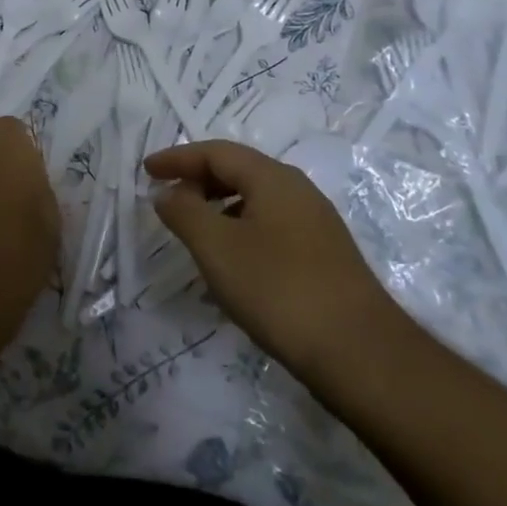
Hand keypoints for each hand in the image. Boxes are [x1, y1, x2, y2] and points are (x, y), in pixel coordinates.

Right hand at [145, 140, 403, 391]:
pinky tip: (231, 261)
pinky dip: (240, 228)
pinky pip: (270, 225)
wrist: (360, 353)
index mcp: (273, 178)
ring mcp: (316, 224)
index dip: (178, 158)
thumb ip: (184, 212)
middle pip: (239, 170)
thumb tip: (168, 192)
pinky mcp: (324, 256)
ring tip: (193, 230)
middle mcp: (298, 191)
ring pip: (256, 200)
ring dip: (218, 206)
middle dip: (198, 179)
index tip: (146, 171)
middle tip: (167, 198)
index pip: (216, 152)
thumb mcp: (217, 247)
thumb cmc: (278, 289)